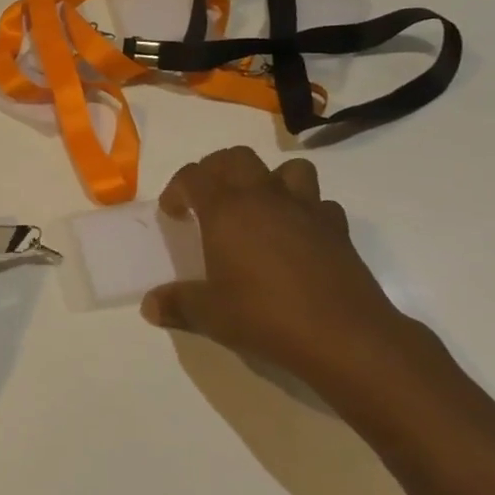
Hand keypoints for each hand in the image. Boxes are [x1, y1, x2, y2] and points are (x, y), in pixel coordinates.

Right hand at [140, 147, 445, 396]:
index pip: (193, 176)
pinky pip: (320, 204)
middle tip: (208, 199)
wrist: (345, 336)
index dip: (177, 189)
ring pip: (288, 169)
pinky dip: (306, 212)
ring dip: (269, 179)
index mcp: (227, 210)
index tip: (173, 214)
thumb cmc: (265, 317)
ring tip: (258, 207)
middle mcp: (265, 198)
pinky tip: (298, 237)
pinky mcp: (338, 229)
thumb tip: (149, 306)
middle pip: (237, 158)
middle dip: (217, 170)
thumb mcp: (210, 315)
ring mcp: (306, 209)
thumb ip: (176, 305)